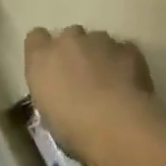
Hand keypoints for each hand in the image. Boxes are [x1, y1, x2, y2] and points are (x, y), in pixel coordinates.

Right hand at [24, 25, 155, 164]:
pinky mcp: (127, 47)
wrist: (118, 125)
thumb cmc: (74, 129)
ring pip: (97, 40)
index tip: (52, 69)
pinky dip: (123, 62)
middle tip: (82, 79)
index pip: (36, 38)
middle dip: (75, 52)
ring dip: (100, 55)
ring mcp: (99, 40)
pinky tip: (128, 85)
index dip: (45, 51)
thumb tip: (59, 91)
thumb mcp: (48, 115)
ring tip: (109, 83)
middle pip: (69, 36)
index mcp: (41, 58)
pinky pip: (122, 50)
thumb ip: (51, 90)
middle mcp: (68, 40)